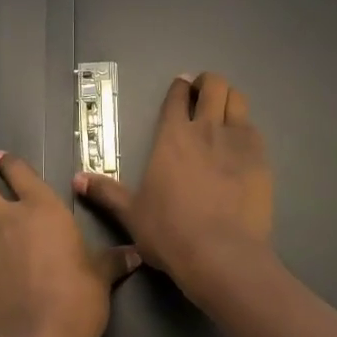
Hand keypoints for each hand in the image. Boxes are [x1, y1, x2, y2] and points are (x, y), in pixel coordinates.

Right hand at [75, 72, 272, 303]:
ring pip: (237, 99)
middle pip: (213, 86)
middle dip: (208, 83)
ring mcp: (237, 141)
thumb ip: (106, 192)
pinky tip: (241, 143)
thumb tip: (76, 179)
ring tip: (224, 110)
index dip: (179, 87)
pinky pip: (254, 129)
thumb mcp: (131, 214)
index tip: (181, 86)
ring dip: (229, 98)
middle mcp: (205, 129)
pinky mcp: (261, 158)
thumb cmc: (170, 233)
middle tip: (203, 93)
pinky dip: (246, 128)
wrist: (221, 254)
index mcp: (172, 136)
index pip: (176, 97)